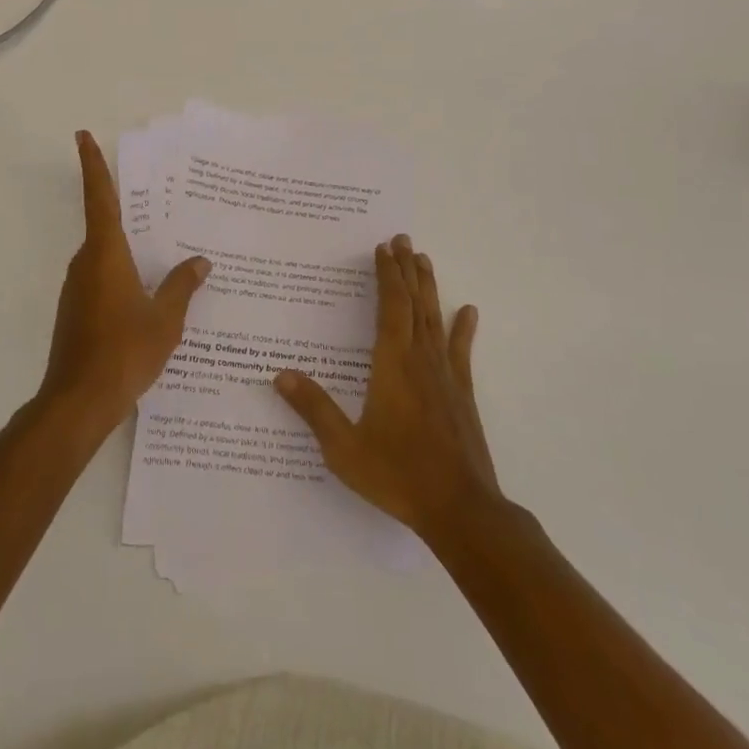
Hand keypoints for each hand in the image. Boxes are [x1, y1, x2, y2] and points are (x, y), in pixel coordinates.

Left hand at [38, 132, 210, 433]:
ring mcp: (77, 288)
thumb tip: (200, 261)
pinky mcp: (76, 311)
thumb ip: (182, 286)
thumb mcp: (165, 319)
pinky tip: (148, 293)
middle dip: (128, 211)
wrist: (78, 402)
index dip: (93, 165)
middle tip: (162, 203)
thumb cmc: (124, 352)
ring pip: (105, 255)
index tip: (82, 135)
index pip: (100, 198)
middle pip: (105, 225)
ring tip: (165, 250)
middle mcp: (86, 263)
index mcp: (106, 254)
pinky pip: (103, 278)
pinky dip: (123, 275)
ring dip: (129, 248)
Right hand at [275, 235, 500, 540]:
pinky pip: (461, 351)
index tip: (382, 248)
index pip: (390, 308)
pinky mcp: (462, 393)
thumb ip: (314, 409)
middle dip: (406, 269)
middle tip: (403, 239)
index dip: (386, 276)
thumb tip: (280, 375)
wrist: (460, 509)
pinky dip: (464, 328)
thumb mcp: (344, 448)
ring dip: (429, 287)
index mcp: (392, 365)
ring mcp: (445, 375)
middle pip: (414, 303)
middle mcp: (420, 360)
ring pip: (436, 318)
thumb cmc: (398, 475)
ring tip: (424, 259)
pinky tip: (468, 311)